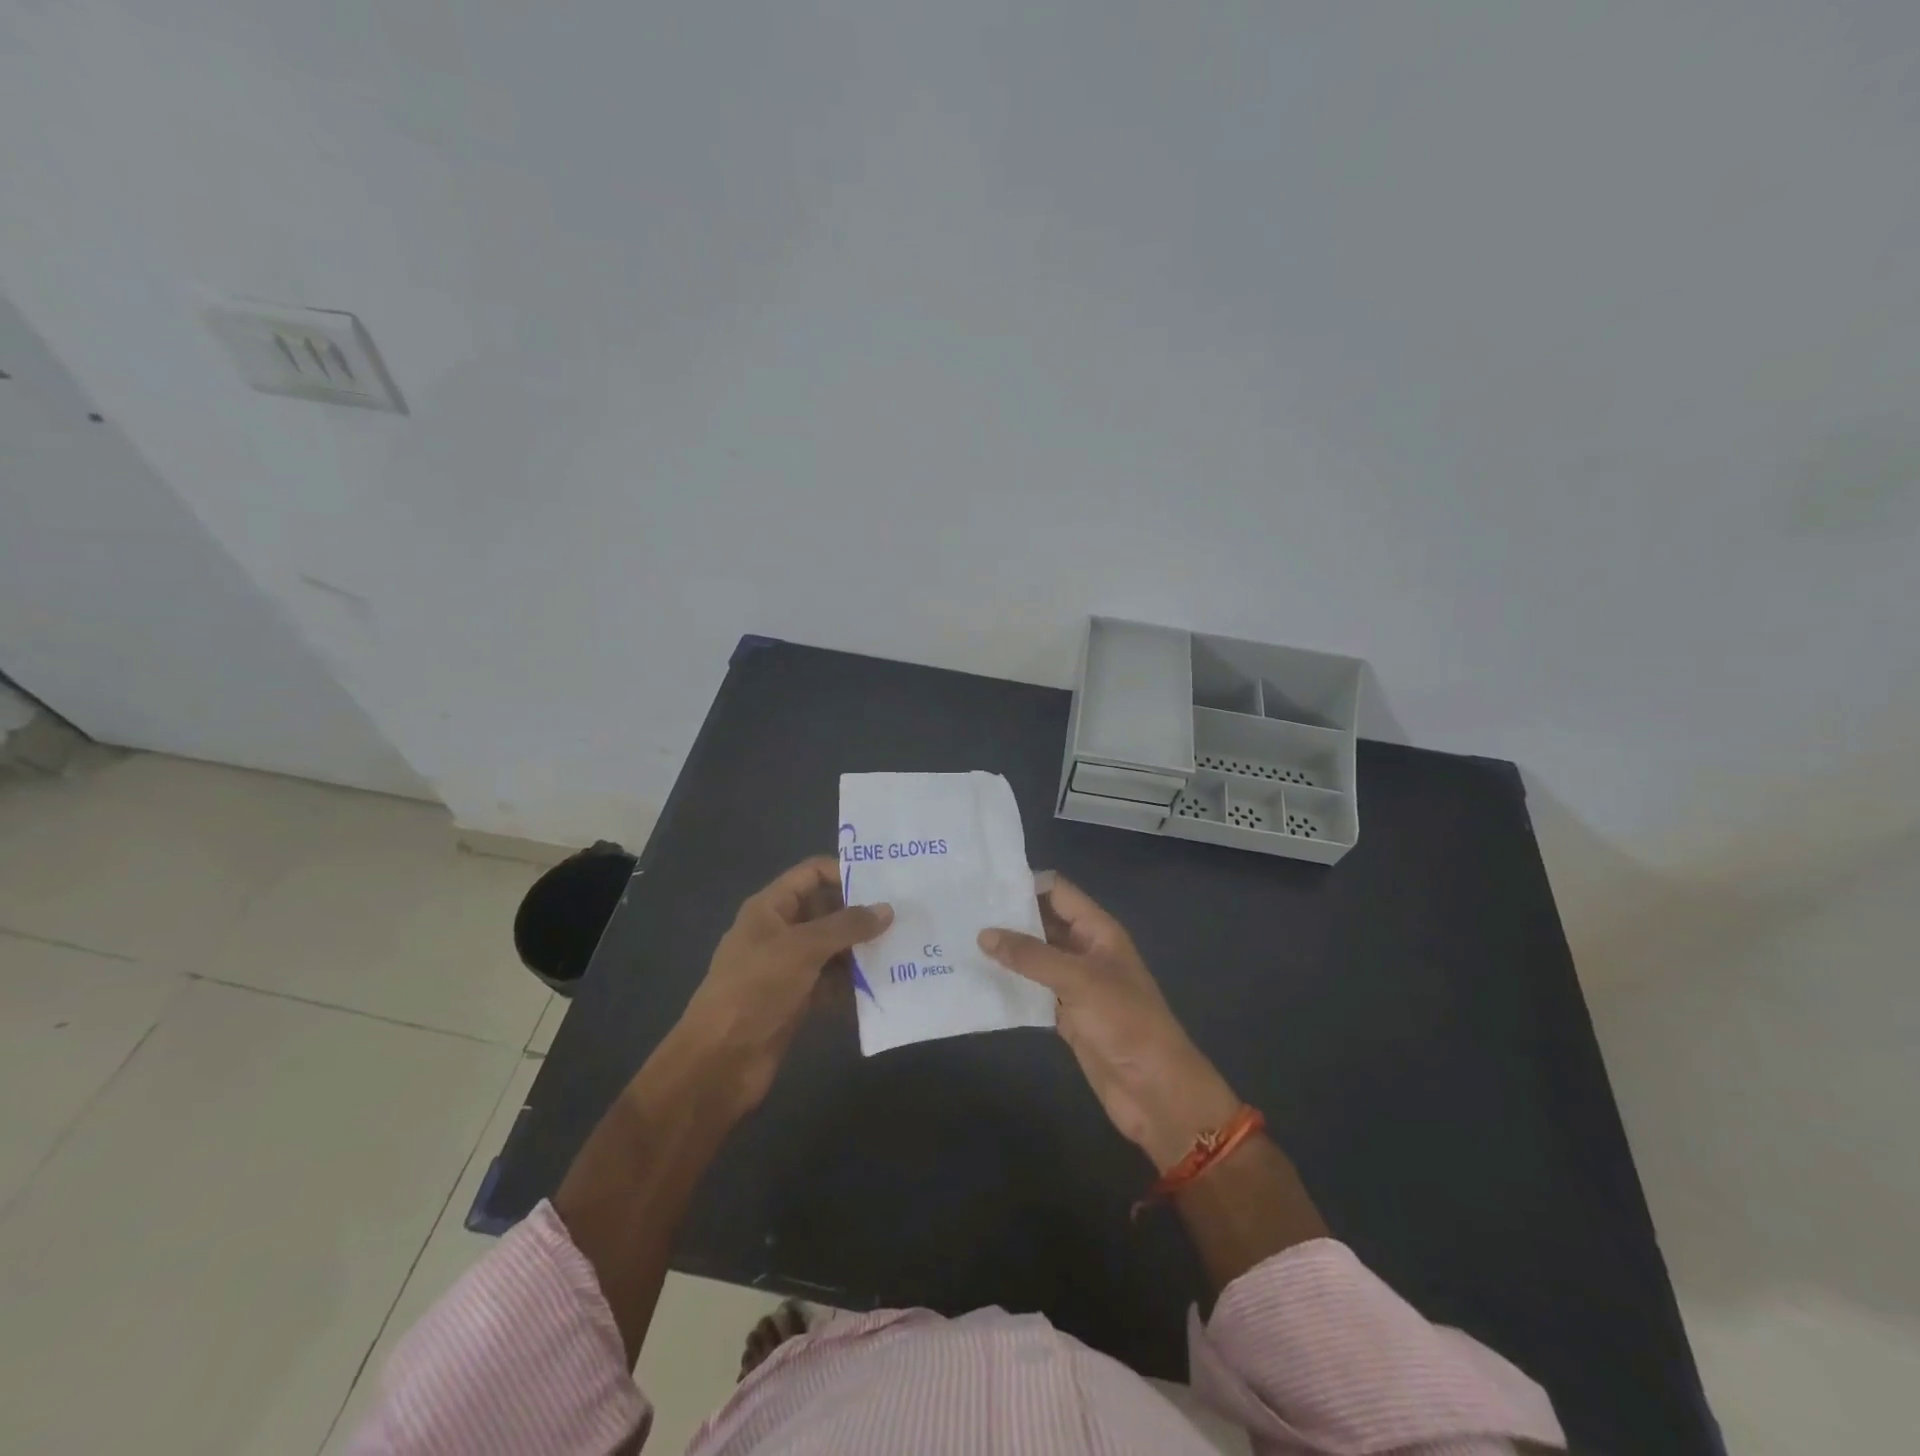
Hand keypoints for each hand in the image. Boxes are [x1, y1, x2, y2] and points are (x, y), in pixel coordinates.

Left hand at [673, 856, 891, 1115]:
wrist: (720, 1060)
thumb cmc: (756, 989)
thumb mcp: (803, 948)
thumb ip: (846, 926)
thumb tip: (887, 909)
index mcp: (771, 908)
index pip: (811, 874)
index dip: (844, 873)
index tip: (885, 882)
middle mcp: (780, 931)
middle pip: (826, 911)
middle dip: (861, 914)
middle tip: (905, 916)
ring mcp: (788, 967)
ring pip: (832, 949)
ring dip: (862, 950)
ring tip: (904, 948)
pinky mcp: (797, 999)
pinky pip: (831, 981)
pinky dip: (853, 982)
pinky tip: (885, 984)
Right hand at [980, 876, 1240, 1171]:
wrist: (1155, 1089)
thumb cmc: (1124, 1021)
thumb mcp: (1078, 980)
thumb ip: (1031, 955)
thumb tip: (984, 933)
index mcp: (1098, 930)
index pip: (1058, 892)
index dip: (1025, 884)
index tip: (982, 884)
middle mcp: (1085, 950)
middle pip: (1043, 922)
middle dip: (1009, 917)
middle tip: (961, 912)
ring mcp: (1075, 984)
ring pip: (1035, 958)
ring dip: (1006, 952)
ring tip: (961, 941)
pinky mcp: (1066, 1015)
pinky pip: (1033, 991)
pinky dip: (1011, 986)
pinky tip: (978, 982)